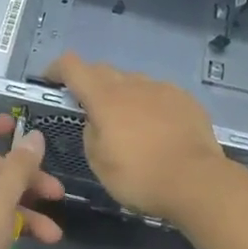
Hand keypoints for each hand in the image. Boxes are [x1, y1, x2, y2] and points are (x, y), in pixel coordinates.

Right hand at [45, 54, 227, 223]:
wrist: (197, 181)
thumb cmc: (139, 176)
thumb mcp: (99, 162)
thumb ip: (91, 133)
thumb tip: (97, 121)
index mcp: (105, 97)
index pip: (73, 67)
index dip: (57, 68)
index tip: (51, 78)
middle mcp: (132, 84)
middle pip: (104, 71)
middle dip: (91, 83)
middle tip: (89, 107)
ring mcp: (162, 89)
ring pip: (134, 83)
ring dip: (123, 96)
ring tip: (128, 124)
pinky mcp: (186, 100)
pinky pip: (159, 95)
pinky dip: (150, 106)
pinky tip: (157, 130)